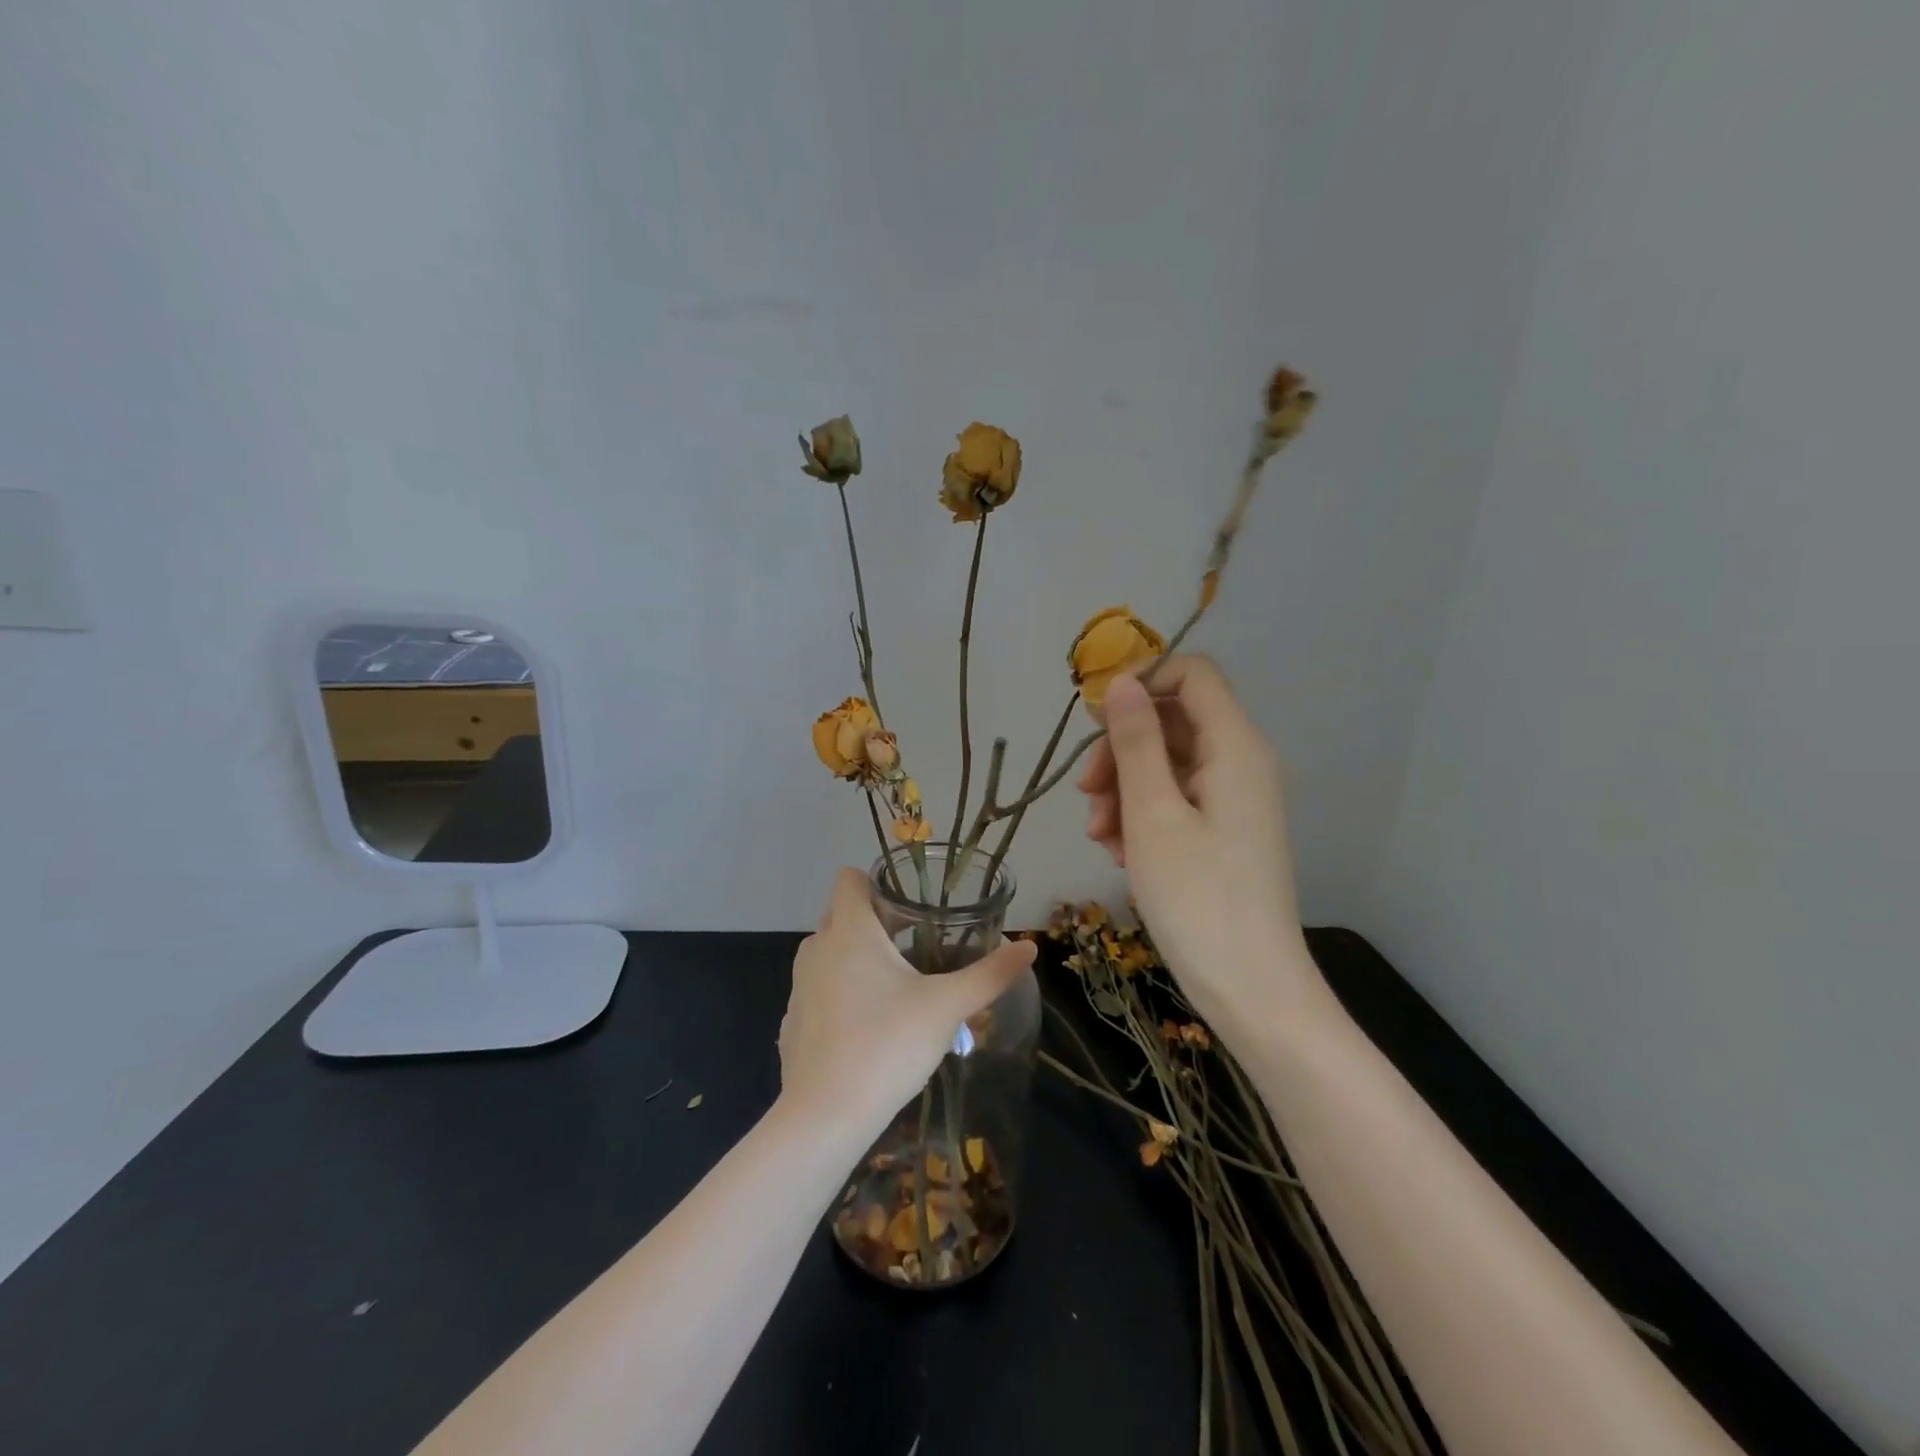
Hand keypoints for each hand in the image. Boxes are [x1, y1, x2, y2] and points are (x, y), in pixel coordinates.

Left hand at [778, 868, 1035, 1132]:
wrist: (824, 1118)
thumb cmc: (887, 1045)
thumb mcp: (947, 1007)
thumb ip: (989, 974)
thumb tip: (1029, 947)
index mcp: (850, 931)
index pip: (849, 879)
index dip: (877, 881)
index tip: (909, 904)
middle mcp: (817, 949)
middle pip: (842, 914)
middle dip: (875, 921)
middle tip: (916, 943)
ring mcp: (800, 987)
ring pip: (829, 954)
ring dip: (857, 958)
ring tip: (897, 985)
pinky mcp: (792, 1023)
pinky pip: (820, 991)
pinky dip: (840, 995)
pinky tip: (869, 1028)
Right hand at [1078, 656, 1321, 1028]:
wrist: (1251, 989)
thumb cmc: (1198, 898)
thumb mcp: (1152, 814)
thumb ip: (1136, 742)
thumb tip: (1123, 682)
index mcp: (1235, 747)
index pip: (1193, 674)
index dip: (1142, 684)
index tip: (1097, 724)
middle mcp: (1241, 763)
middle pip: (1172, 722)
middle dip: (1121, 750)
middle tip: (1088, 796)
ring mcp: (1233, 801)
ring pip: (1167, 765)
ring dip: (1124, 790)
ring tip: (1101, 838)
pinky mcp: (1224, 833)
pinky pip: (1176, 801)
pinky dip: (1142, 817)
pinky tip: (1121, 854)